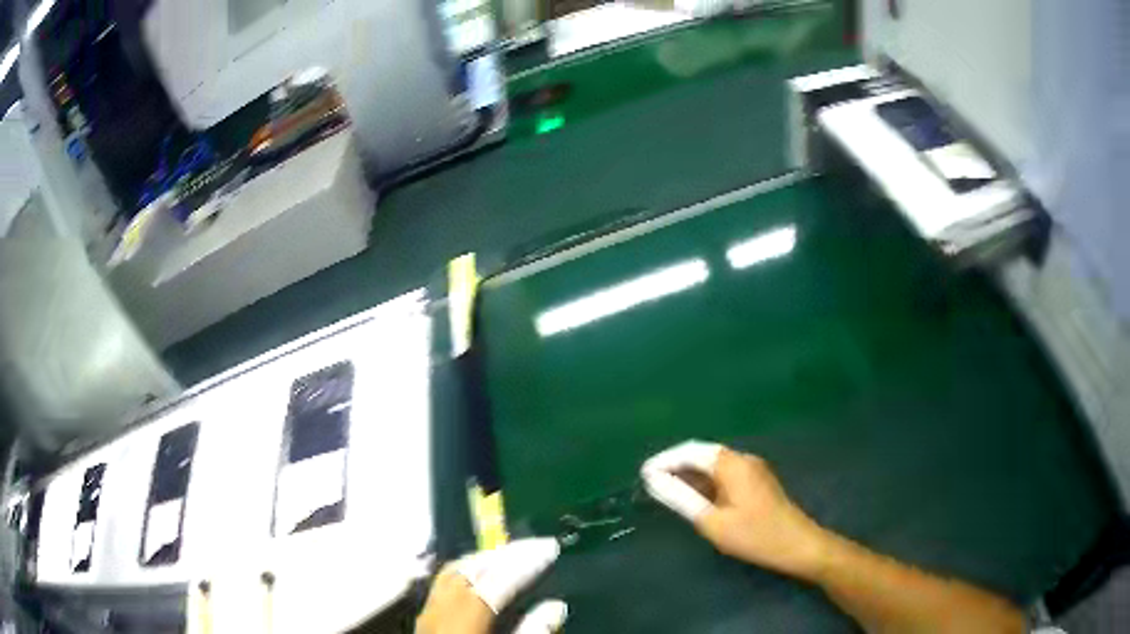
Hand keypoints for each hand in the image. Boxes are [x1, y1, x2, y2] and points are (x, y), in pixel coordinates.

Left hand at [416, 538, 567, 633]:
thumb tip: (556, 606)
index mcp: (464, 622)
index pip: (495, 581)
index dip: (523, 561)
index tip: (550, 547)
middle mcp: (440, 611)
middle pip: (469, 570)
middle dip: (503, 554)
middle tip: (536, 547)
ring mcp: (427, 613)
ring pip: (453, 572)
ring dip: (484, 560)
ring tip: (514, 556)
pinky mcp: (424, 619)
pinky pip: (444, 583)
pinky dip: (468, 572)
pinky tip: (483, 577)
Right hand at [641, 441, 828, 578]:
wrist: (797, 544)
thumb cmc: (753, 535)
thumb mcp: (712, 521)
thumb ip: (680, 498)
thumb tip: (652, 478)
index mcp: (731, 464)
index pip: (690, 451)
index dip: (664, 460)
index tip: (642, 475)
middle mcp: (742, 458)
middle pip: (702, 453)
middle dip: (675, 465)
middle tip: (650, 483)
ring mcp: (752, 469)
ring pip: (713, 463)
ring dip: (689, 473)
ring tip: (666, 490)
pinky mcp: (756, 481)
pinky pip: (724, 473)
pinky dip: (704, 481)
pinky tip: (694, 497)